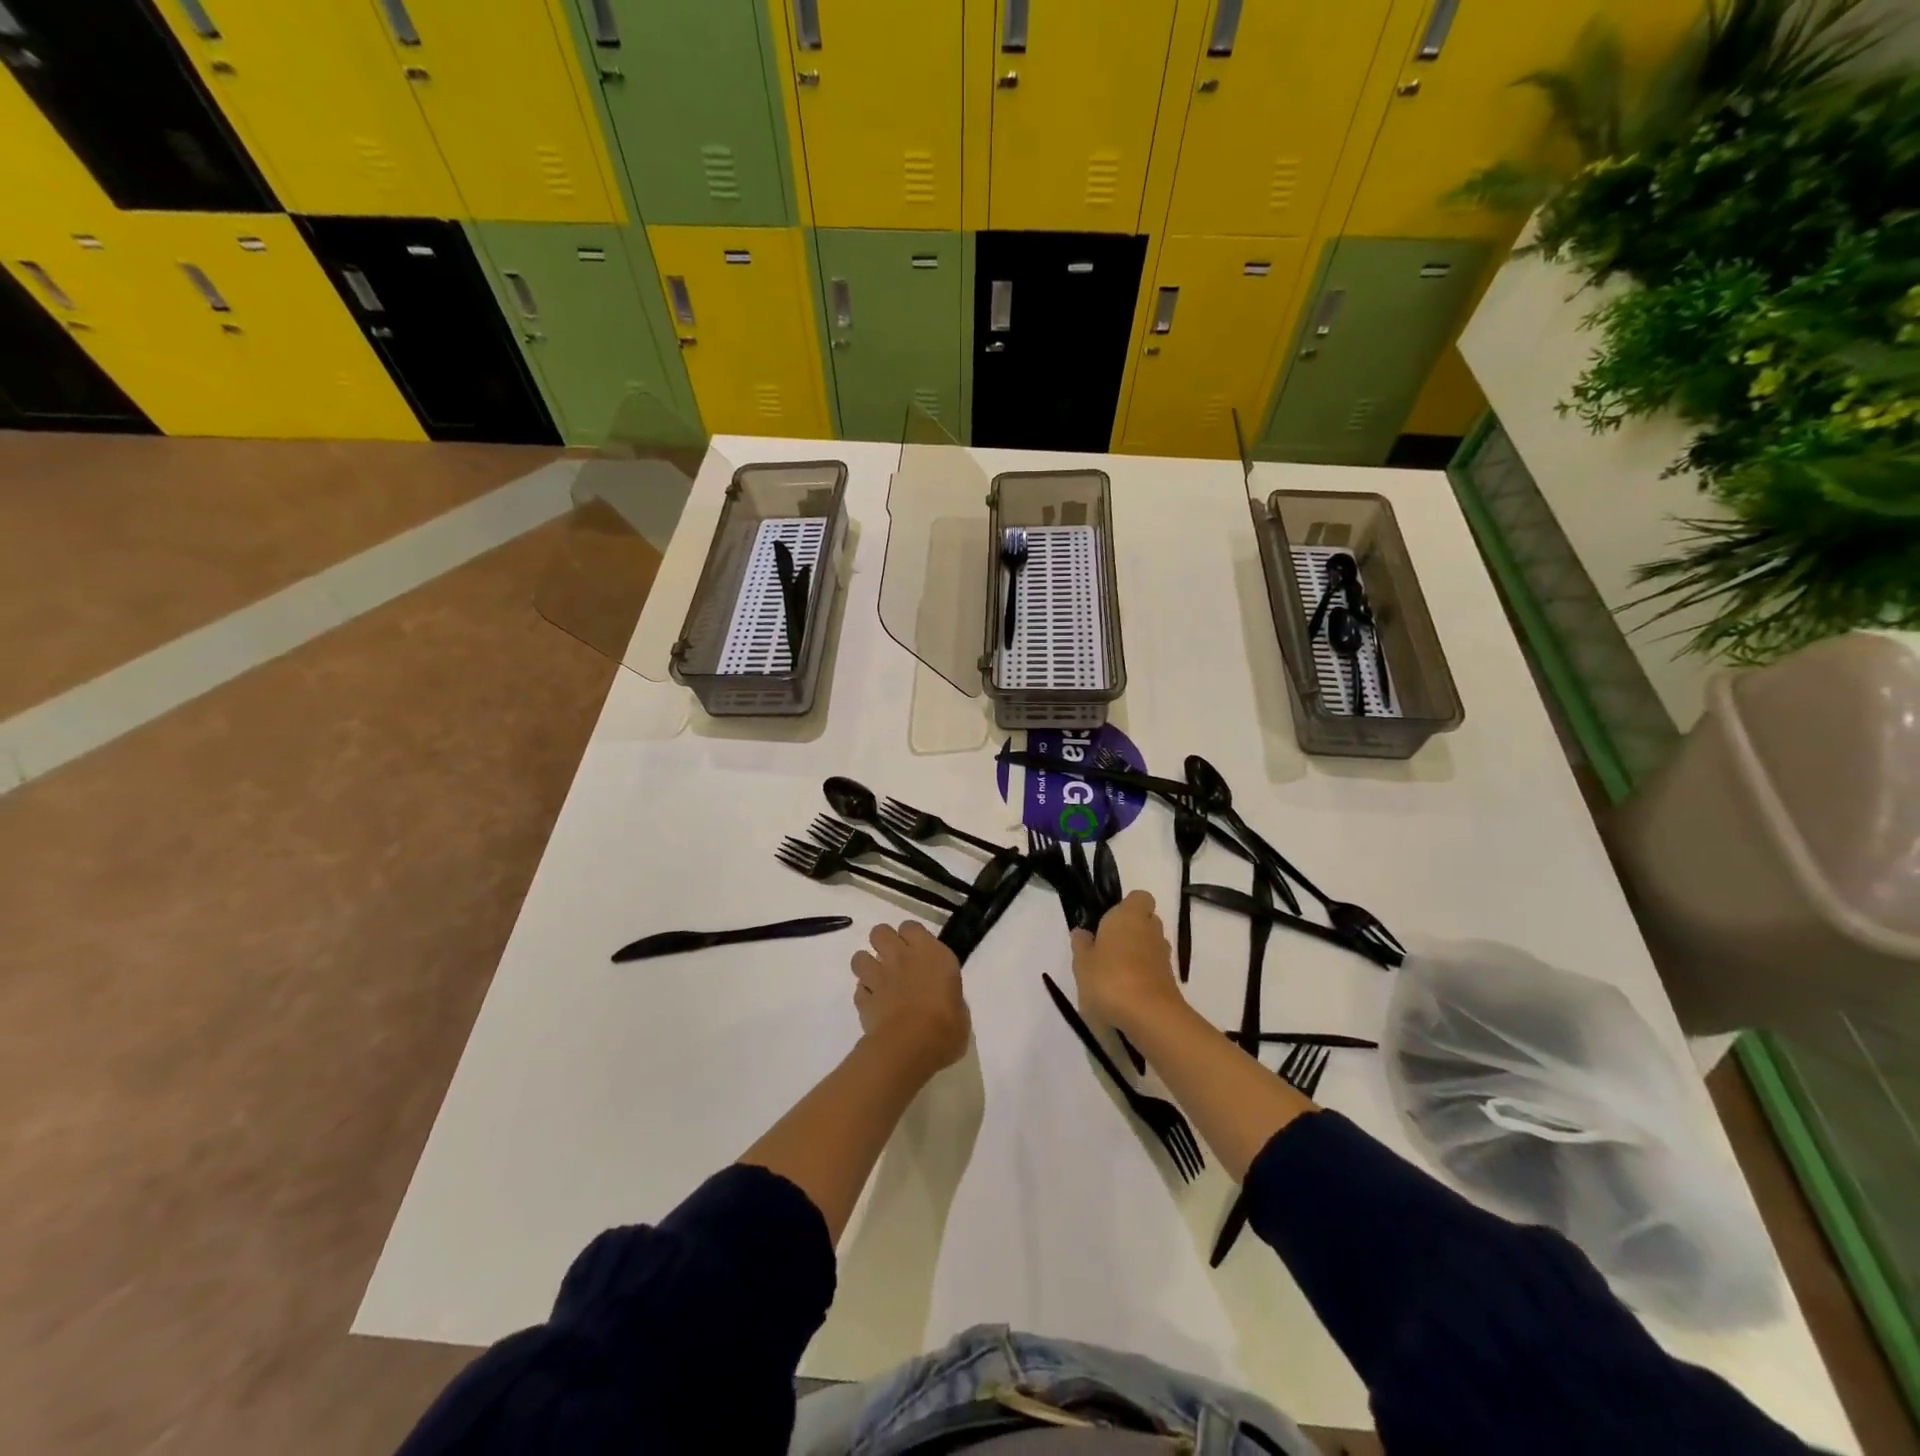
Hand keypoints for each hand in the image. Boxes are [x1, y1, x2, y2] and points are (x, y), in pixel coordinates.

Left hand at [850, 921, 968, 1070]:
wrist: (910, 1048)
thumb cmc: (946, 1028)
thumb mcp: (960, 1010)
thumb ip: (948, 995)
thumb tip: (944, 999)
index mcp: (931, 954)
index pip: (911, 926)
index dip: (911, 936)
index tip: (917, 950)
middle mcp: (902, 958)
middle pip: (880, 932)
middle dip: (883, 942)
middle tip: (894, 960)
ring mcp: (879, 977)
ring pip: (860, 957)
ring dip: (868, 965)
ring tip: (879, 980)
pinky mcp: (863, 999)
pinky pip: (858, 989)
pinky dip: (864, 995)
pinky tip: (874, 1004)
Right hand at [1071, 890, 1184, 1034]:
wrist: (1149, 1017)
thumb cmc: (1109, 980)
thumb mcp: (1082, 963)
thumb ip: (1081, 945)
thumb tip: (1082, 932)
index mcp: (1129, 916)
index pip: (1139, 897)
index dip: (1126, 906)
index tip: (1107, 921)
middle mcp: (1150, 929)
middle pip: (1145, 920)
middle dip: (1130, 930)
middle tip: (1106, 947)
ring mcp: (1163, 955)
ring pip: (1150, 944)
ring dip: (1137, 953)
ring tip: (1114, 972)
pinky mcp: (1170, 979)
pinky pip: (1154, 967)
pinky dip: (1143, 973)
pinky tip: (1125, 991)